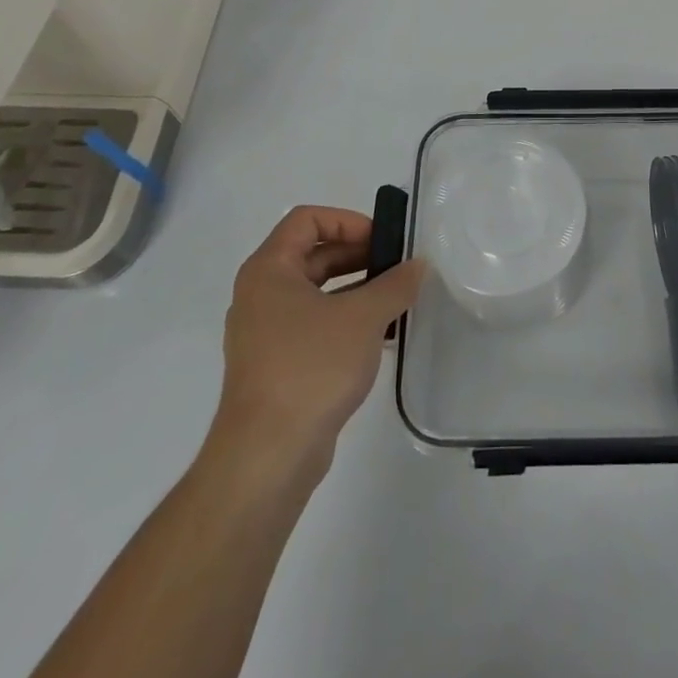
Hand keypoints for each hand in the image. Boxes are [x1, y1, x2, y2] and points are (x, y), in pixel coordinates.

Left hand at [205, 206, 426, 481]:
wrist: (267, 457)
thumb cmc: (310, 368)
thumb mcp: (363, 317)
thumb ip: (395, 284)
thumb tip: (417, 265)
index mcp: (269, 270)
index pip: (307, 220)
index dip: (348, 221)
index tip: (383, 240)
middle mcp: (260, 294)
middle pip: (313, 254)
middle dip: (358, 255)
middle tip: (399, 266)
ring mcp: (265, 332)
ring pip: (316, 291)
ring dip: (356, 288)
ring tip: (397, 299)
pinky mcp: (276, 365)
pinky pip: (314, 324)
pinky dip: (345, 319)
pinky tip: (379, 335)